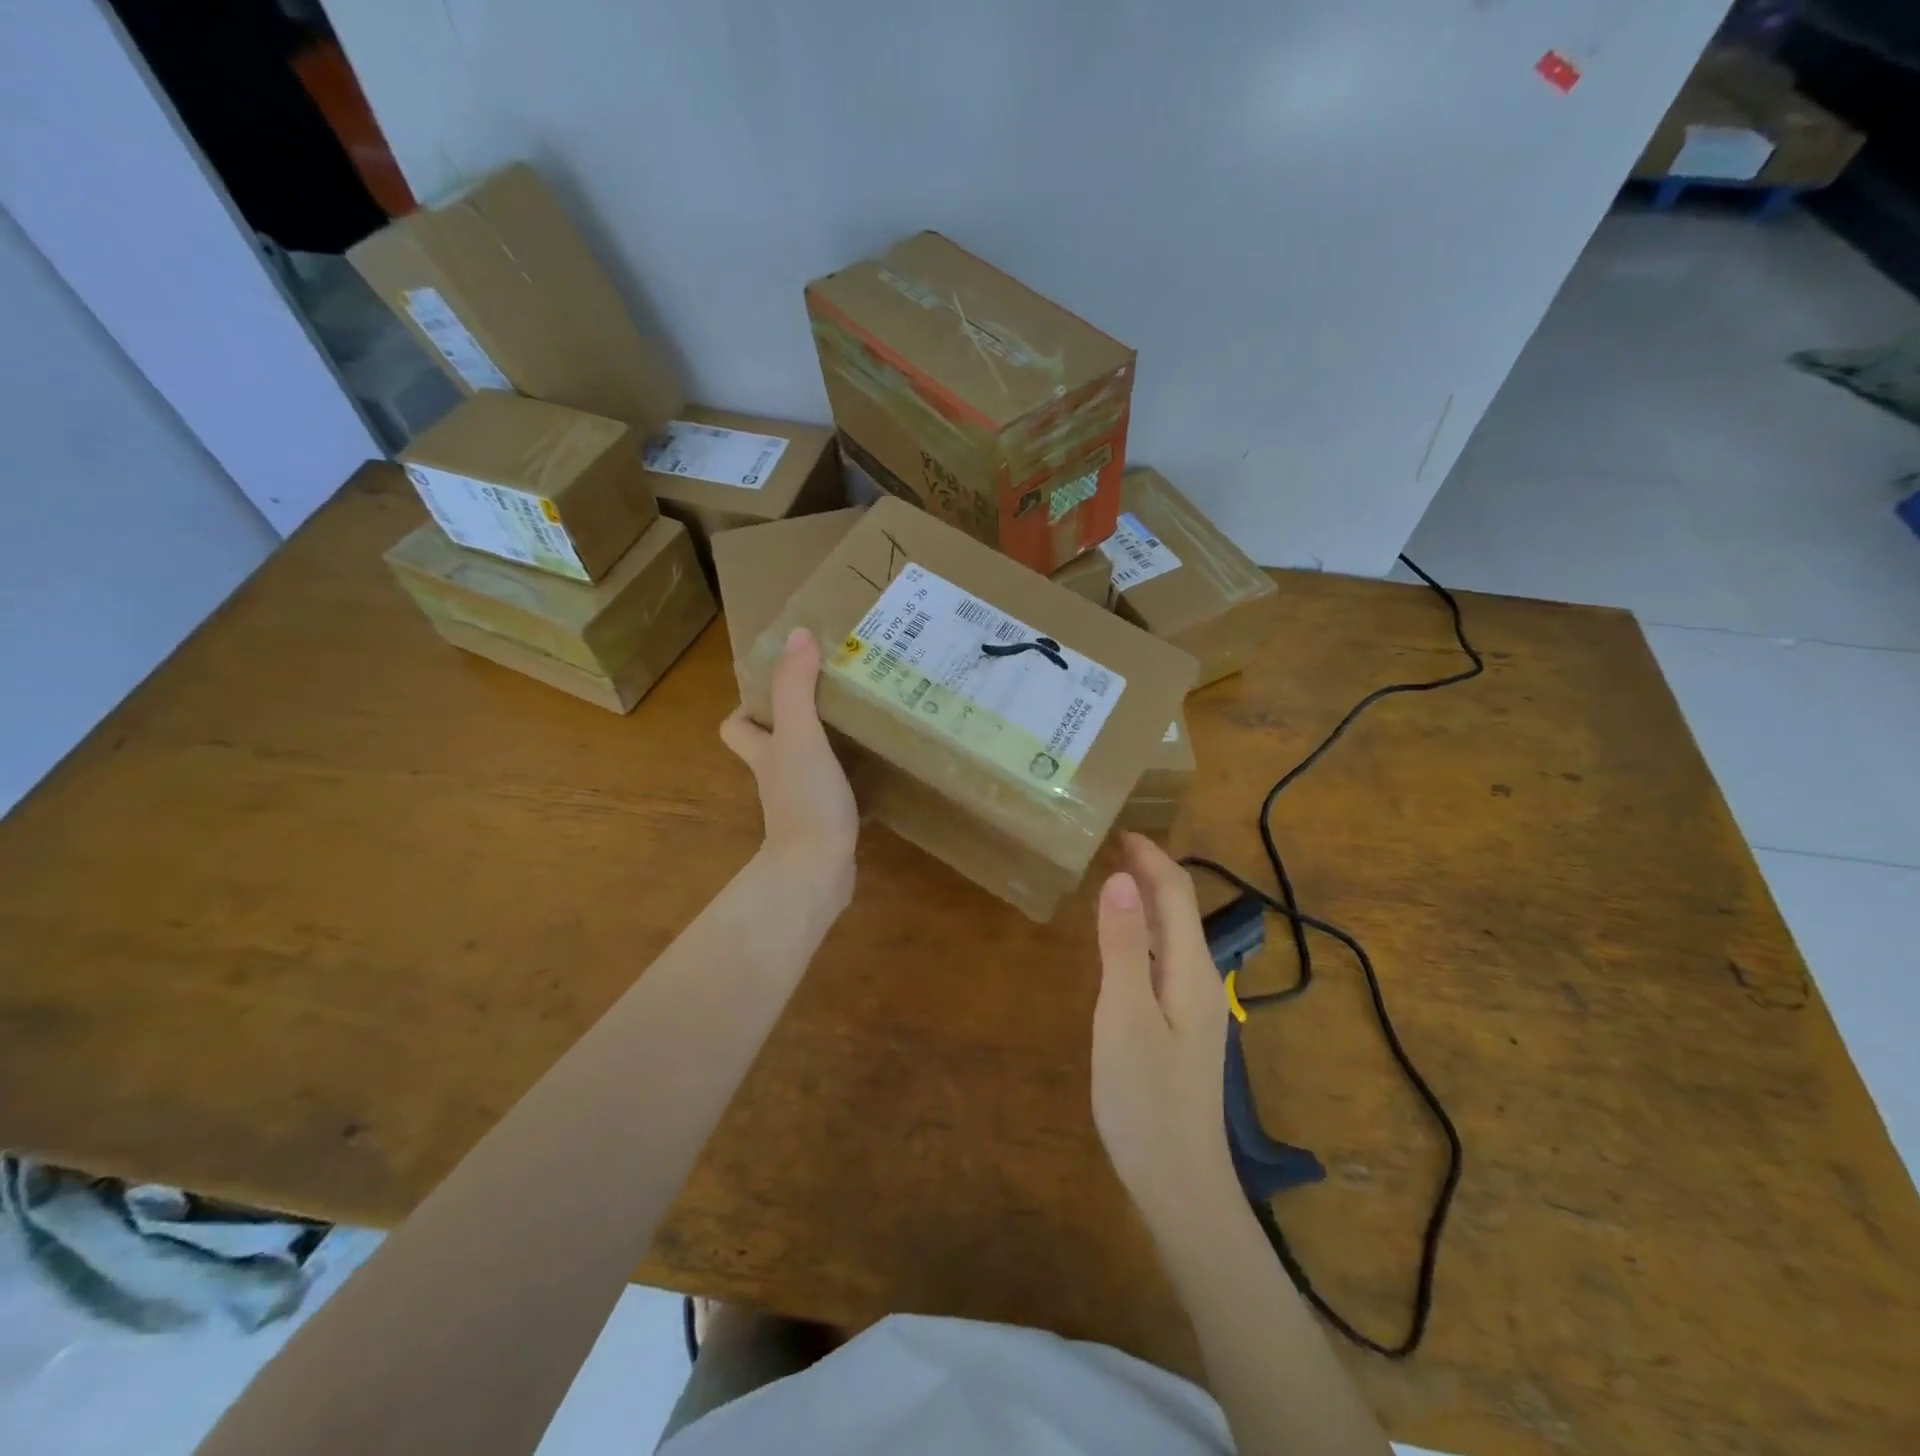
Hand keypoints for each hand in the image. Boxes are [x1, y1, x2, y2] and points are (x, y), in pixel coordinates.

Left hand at [721, 628, 858, 913]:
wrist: (817, 872)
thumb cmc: (804, 801)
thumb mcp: (800, 737)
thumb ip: (796, 688)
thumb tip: (798, 634)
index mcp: (764, 754)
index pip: (736, 726)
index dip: (748, 706)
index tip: (780, 685)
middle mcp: (777, 777)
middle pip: (772, 746)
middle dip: (795, 721)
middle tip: (832, 695)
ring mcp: (801, 804)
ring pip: (806, 767)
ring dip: (826, 746)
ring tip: (860, 721)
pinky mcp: (827, 824)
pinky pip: (834, 791)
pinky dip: (849, 777)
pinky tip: (875, 766)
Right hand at [1091, 834, 1236, 1232]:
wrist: (1181, 1183)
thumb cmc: (1146, 1099)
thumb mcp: (1124, 1018)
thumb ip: (1121, 948)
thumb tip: (1119, 879)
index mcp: (1190, 969)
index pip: (1175, 893)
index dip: (1150, 857)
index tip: (1118, 829)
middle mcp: (1200, 979)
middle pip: (1179, 909)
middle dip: (1150, 871)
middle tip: (1108, 847)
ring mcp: (1194, 1005)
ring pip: (1173, 933)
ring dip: (1147, 899)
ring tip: (1111, 880)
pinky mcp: (1182, 1026)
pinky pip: (1165, 957)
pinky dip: (1143, 931)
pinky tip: (1121, 942)